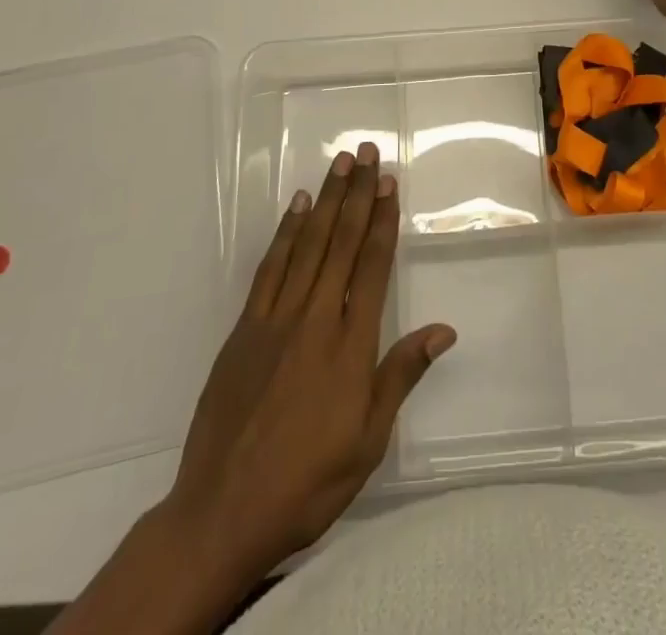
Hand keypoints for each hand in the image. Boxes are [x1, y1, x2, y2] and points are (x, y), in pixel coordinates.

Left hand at [159, 142, 455, 584]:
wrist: (222, 513)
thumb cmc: (307, 482)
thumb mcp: (368, 441)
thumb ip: (401, 376)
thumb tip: (443, 329)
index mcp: (350, 345)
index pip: (371, 266)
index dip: (382, 219)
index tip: (389, 182)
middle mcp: (315, 319)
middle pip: (340, 242)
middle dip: (357, 194)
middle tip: (366, 152)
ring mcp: (275, 320)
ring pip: (307, 245)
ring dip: (325, 200)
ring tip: (339, 164)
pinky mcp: (244, 330)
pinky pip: (269, 269)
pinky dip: (285, 234)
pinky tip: (297, 209)